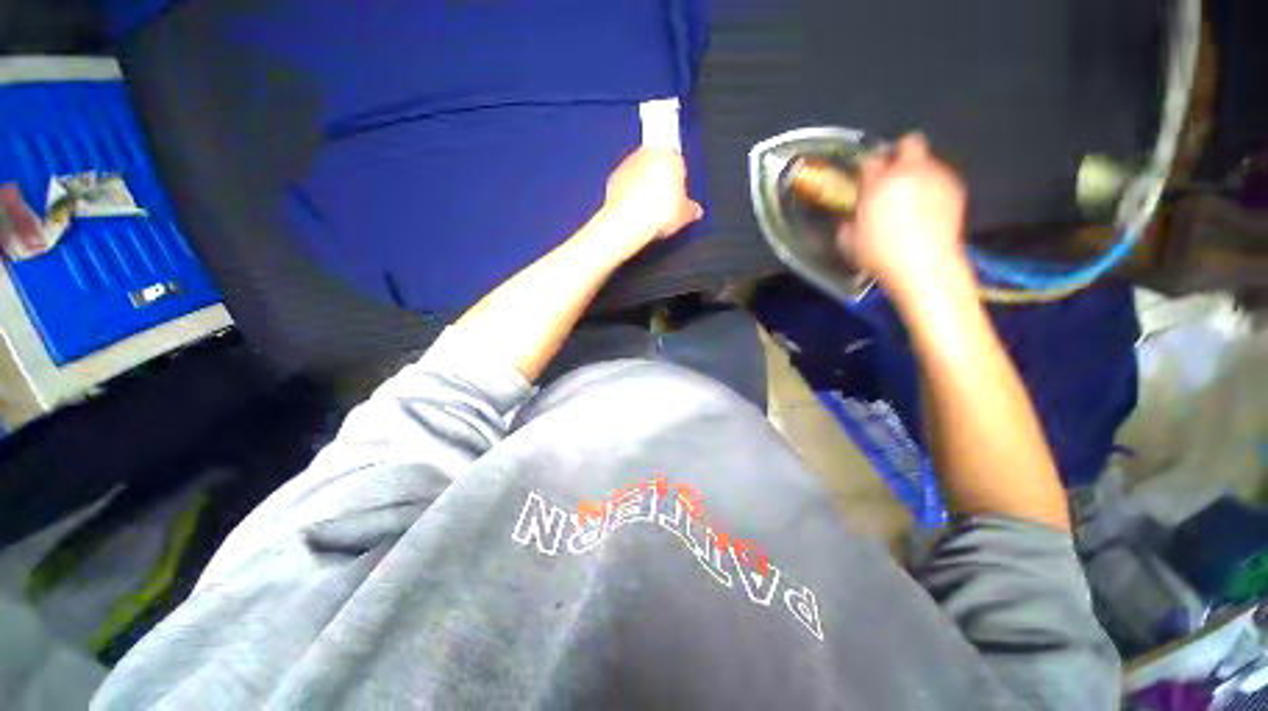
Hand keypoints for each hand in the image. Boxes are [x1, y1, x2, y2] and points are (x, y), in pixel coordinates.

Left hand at [603, 148, 703, 244]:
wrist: (629, 222)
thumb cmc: (657, 213)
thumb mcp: (684, 215)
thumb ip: (691, 209)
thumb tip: (695, 211)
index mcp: (671, 155)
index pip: (678, 162)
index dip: (678, 181)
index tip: (678, 197)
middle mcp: (649, 153)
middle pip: (657, 164)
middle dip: (660, 180)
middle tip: (663, 204)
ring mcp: (629, 164)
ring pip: (640, 172)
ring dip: (643, 186)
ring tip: (648, 210)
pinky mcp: (614, 177)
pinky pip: (625, 184)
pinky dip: (629, 194)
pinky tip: (634, 211)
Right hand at [841, 134, 971, 295]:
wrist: (924, 265)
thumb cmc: (880, 255)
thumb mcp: (849, 242)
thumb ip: (848, 222)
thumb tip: (850, 218)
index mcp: (878, 184)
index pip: (871, 161)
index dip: (867, 169)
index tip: (864, 179)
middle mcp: (909, 172)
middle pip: (909, 143)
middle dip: (900, 153)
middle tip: (893, 173)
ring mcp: (936, 178)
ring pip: (928, 160)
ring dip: (918, 172)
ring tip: (911, 196)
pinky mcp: (955, 189)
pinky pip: (941, 178)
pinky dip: (933, 186)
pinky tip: (927, 208)